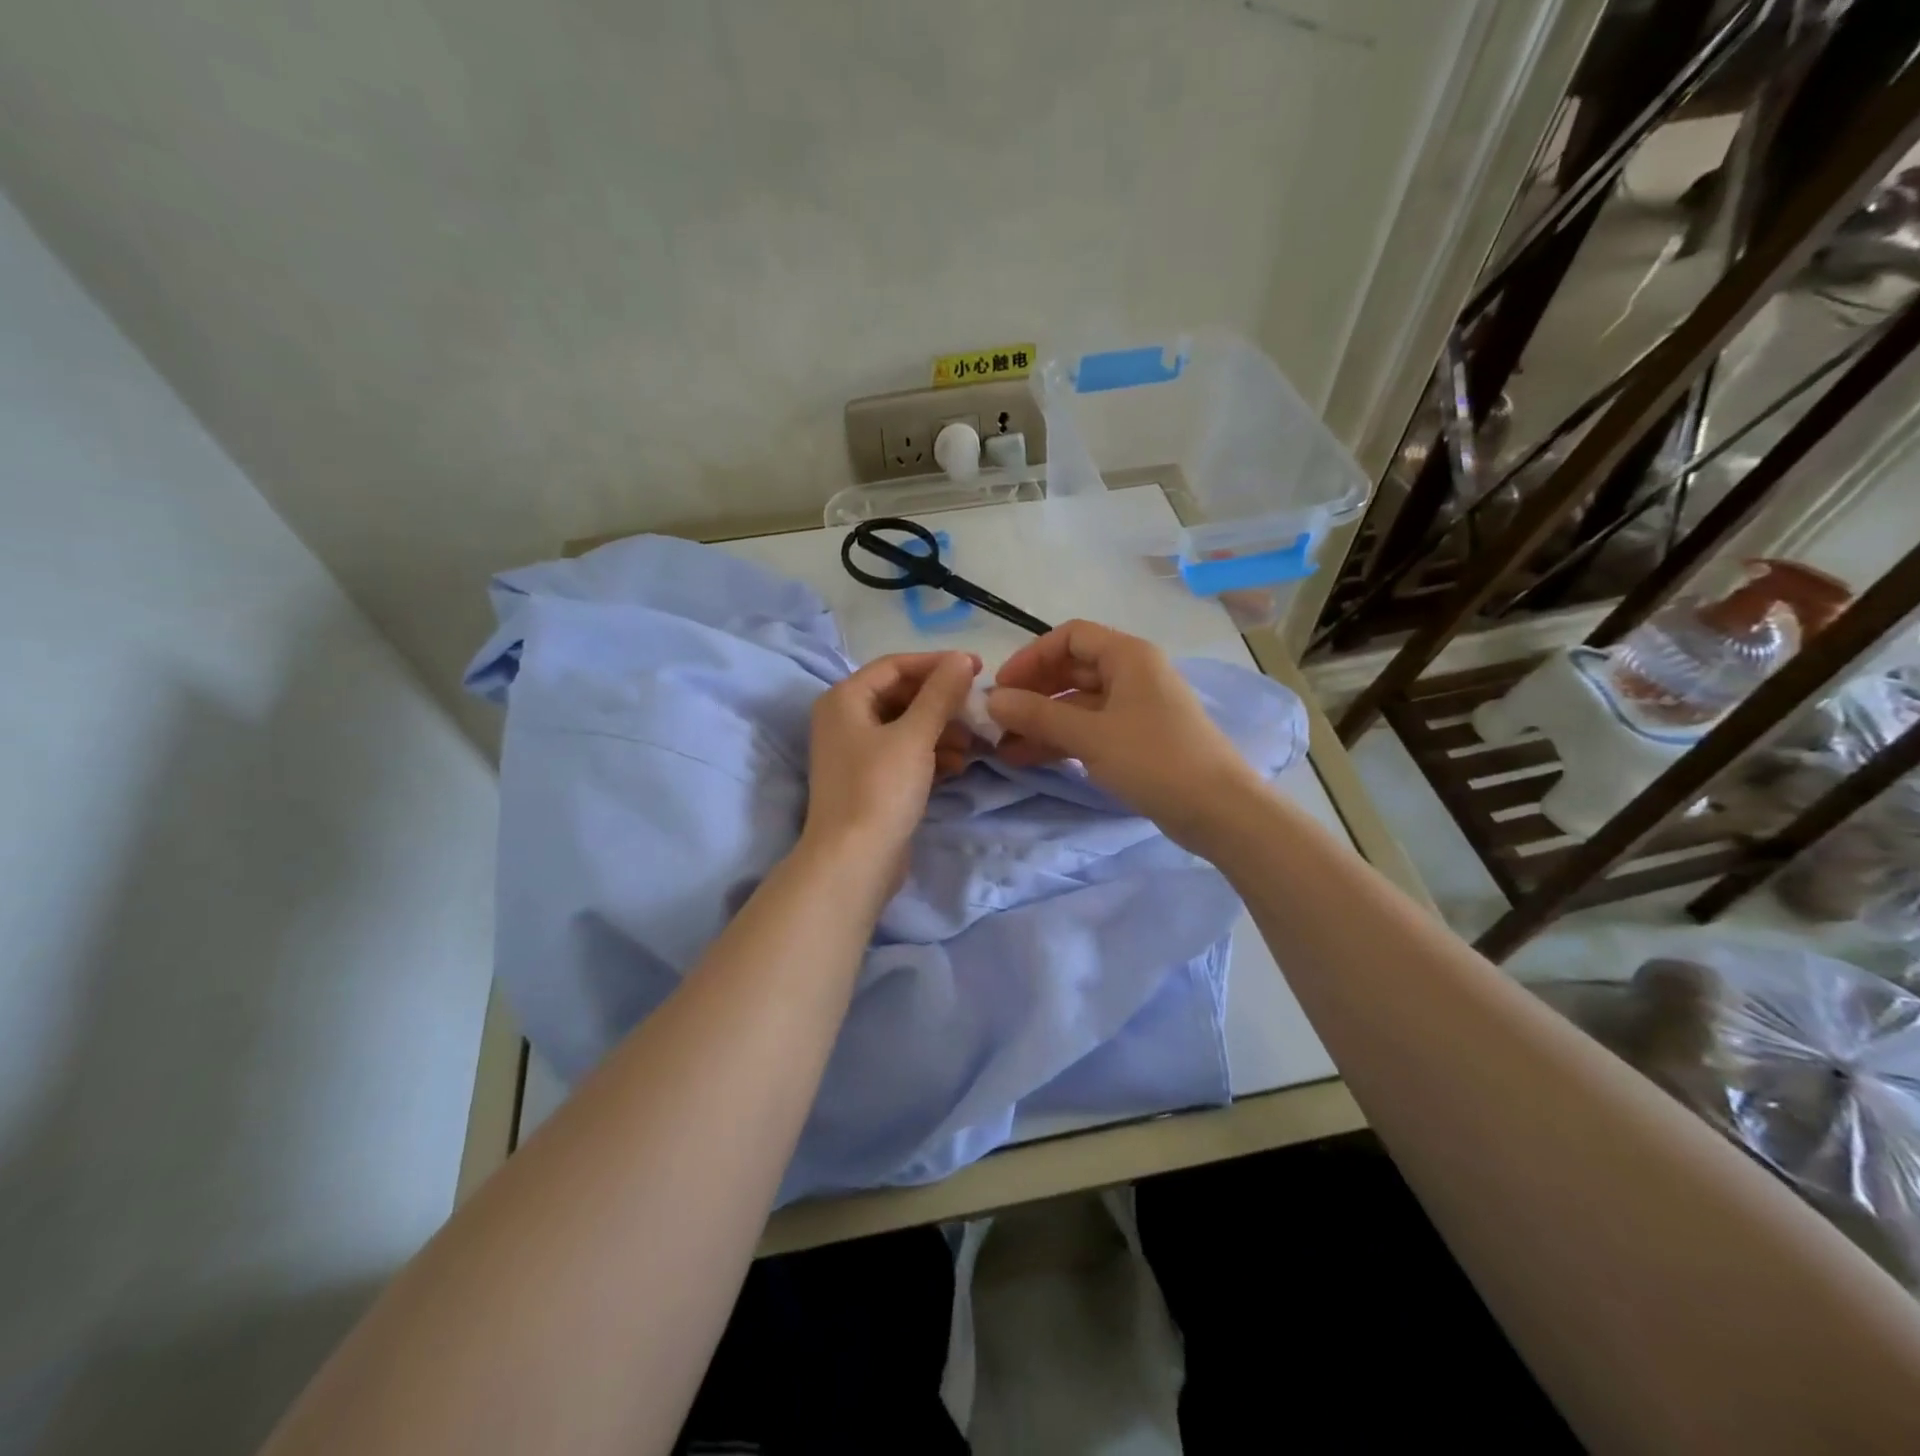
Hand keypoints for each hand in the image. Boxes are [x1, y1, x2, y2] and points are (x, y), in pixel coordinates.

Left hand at [802, 651, 979, 879]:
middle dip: (942, 702)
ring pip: (906, 727)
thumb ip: (939, 695)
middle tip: (978, 710)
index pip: (895, 666)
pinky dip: (931, 754)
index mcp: (844, 699)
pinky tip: (958, 765)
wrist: (854, 861)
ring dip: (941, 730)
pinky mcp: (870, 781)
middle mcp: (845, 720)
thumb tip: (960, 659)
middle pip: (901, 696)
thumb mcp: (914, 736)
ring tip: (973, 744)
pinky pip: (905, 754)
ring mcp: (856, 752)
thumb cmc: (880, 790)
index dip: (937, 664)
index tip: (978, 668)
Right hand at [987, 620, 1264, 846]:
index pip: (1069, 637)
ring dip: (1041, 721)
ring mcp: (1135, 708)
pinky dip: (1061, 740)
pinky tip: (1028, 758)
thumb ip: (1038, 715)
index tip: (1002, 687)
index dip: (1031, 657)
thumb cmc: (1154, 760)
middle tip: (998, 720)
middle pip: (1071, 670)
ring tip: (1003, 747)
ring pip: (1078, 704)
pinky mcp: (1137, 740)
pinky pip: (1090, 729)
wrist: (1218, 810)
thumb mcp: (1090, 735)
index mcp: (1128, 656)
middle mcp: (1132, 674)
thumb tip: (992, 701)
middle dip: (1032, 693)